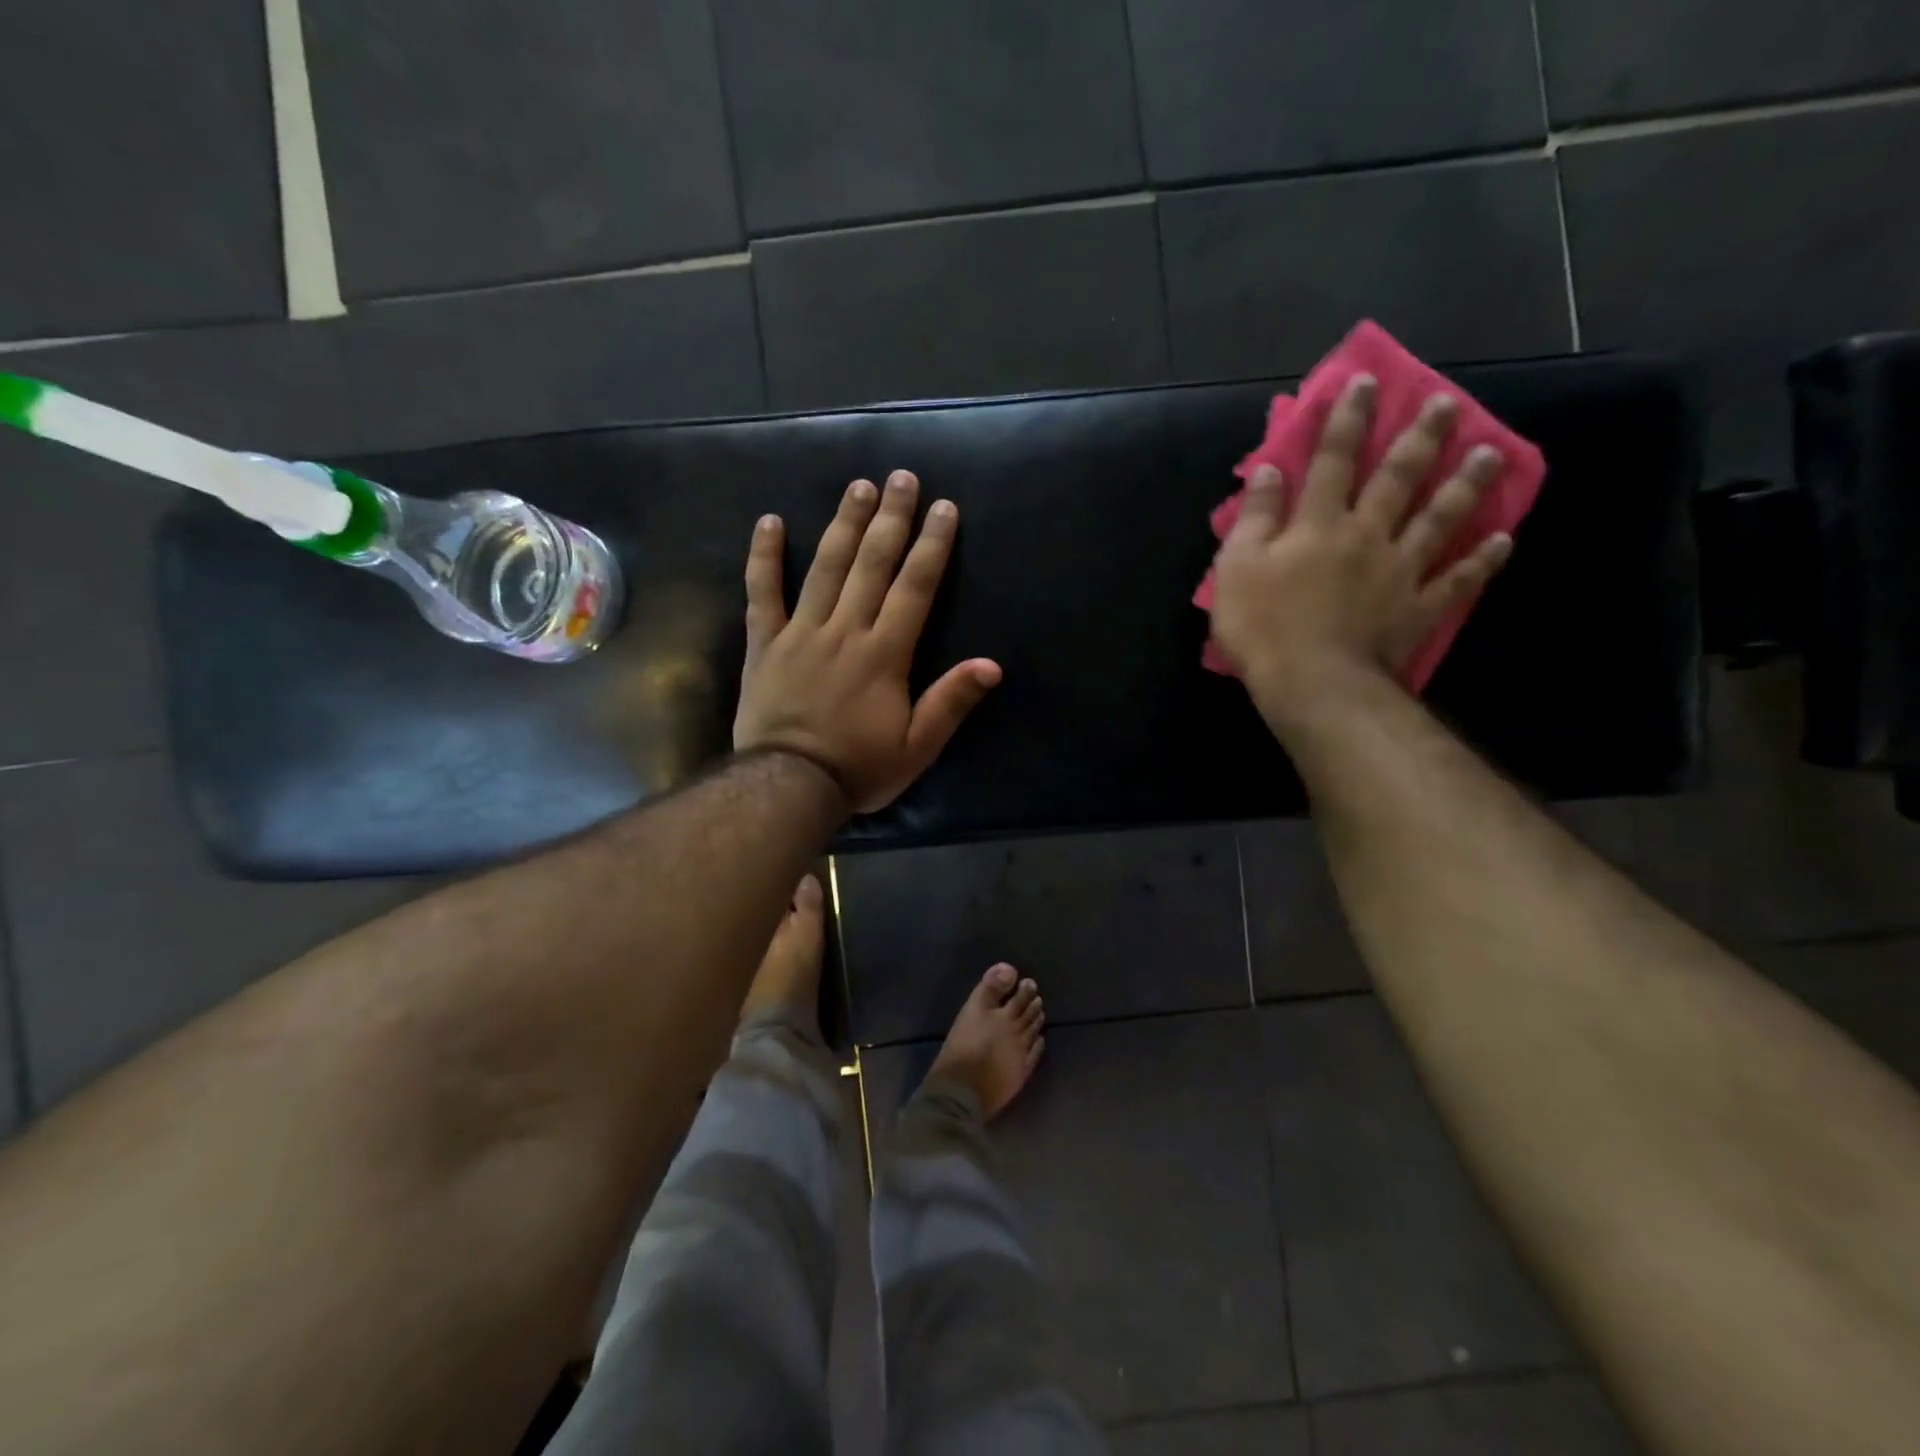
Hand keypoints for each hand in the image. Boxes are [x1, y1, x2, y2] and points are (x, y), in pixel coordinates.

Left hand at [733, 470, 1002, 813]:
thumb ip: (950, 702)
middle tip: (902, 477)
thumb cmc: (858, 769)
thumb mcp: (916, 747)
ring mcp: (800, 633)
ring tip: (858, 486)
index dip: (931, 546)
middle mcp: (845, 631)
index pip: (914, 588)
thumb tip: (991, 665)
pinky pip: (762, 593)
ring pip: (825, 567)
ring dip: (843, 524)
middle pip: (871, 564)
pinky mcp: (764, 644)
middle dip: (891, 518)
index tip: (943, 507)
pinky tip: (770, 522)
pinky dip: (764, 557)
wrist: (788, 786)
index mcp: (884, 654)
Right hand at [1210, 374, 1513, 733]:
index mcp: (1318, 524)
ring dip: (1465, 484)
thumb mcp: (1236, 567)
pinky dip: (1481, 561)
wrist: (1312, 683)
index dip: (1348, 420)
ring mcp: (1400, 571)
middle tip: (1448, 403)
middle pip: (1398, 478)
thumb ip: (1255, 517)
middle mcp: (1366, 535)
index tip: (1367, 381)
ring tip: (1492, 453)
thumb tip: (1270, 470)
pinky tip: (1502, 540)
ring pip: (1438, 519)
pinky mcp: (1418, 608)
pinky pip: (1457, 580)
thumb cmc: (1263, 626)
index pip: (1333, 460)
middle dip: (1420, 437)